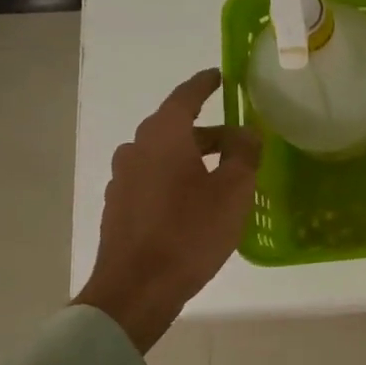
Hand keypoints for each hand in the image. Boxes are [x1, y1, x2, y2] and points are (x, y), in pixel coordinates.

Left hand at [73, 68, 260, 353]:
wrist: (136, 289)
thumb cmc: (189, 233)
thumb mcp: (232, 192)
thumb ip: (243, 155)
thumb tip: (246, 132)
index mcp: (163, 137)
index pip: (185, 97)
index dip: (204, 84)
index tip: (219, 76)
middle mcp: (137, 149)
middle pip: (175, 128)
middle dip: (207, 131)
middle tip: (238, 142)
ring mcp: (123, 179)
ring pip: (163, 155)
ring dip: (192, 157)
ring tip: (221, 176)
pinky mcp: (119, 206)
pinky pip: (153, 179)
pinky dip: (176, 178)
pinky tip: (195, 203)